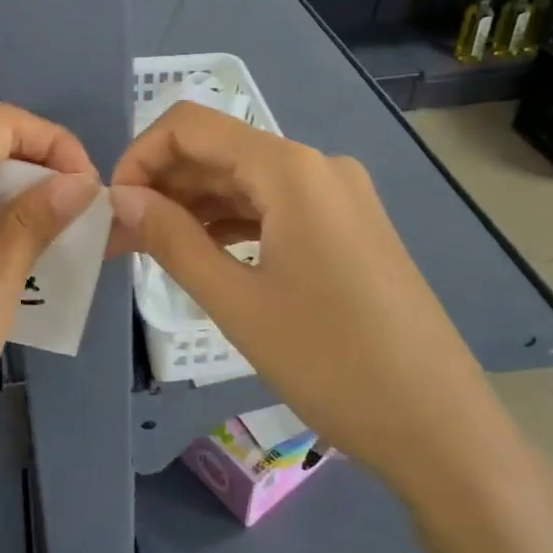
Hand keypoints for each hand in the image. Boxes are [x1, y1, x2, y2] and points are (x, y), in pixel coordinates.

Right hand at [109, 102, 485, 488]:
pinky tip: (205, 255)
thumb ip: (172, 240)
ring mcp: (340, 196)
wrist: (440, 426)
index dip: (140, 156)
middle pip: (220, 150)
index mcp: (291, 170)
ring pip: (247, 181)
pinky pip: (276, 207)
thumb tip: (121, 198)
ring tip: (150, 251)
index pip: (191, 126)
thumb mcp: (237, 303)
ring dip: (195, 207)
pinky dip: (233, 224)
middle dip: (163, 186)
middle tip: (118, 238)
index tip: (112, 208)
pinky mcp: (349, 228)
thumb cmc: (332, 363)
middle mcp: (318, 166)